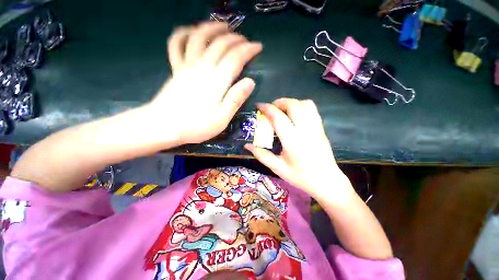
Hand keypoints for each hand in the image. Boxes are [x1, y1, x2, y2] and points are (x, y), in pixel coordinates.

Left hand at [149, 22, 261, 143]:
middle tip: (245, 39)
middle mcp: (201, 68)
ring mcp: (186, 66)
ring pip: (199, 38)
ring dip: (212, 28)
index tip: (258, 46)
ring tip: (223, 26)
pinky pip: (177, 44)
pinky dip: (183, 33)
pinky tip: (191, 31)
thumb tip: (250, 82)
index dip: (248, 50)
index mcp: (216, 82)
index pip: (235, 58)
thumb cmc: (195, 126)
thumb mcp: (221, 119)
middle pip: (219, 44)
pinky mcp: (175, 69)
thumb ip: (235, 99)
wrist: (163, 126)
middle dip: (235, 38)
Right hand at [245, 98, 353, 200]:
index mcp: (292, 141)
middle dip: (279, 102)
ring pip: (305, 104)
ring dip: (291, 102)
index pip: (278, 117)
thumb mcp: (277, 168)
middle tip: (270, 108)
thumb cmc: (300, 177)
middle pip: (293, 105)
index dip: (267, 108)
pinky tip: (294, 115)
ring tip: (282, 110)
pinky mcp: (321, 128)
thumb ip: (261, 155)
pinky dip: (301, 106)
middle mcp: (305, 130)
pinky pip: (312, 109)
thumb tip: (247, 146)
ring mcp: (315, 128)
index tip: (258, 106)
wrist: (326, 181)